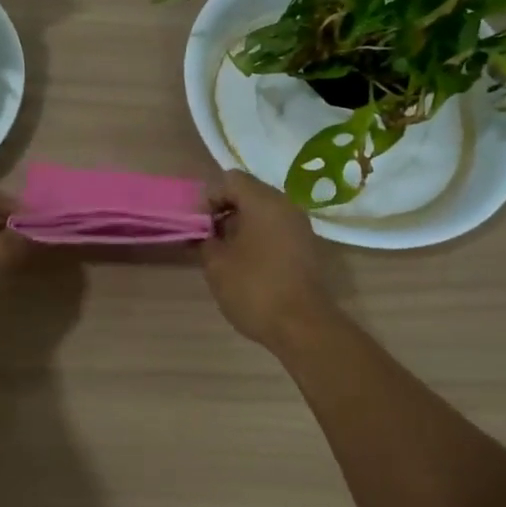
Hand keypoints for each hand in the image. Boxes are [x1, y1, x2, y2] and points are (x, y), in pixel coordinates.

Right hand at [201, 170, 335, 349]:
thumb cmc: (254, 288)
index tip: (199, 225)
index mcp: (264, 201)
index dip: (209, 198)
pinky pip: (276, 230)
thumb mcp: (216, 264)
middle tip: (207, 238)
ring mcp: (300, 227)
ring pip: (263, 213)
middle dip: (224, 212)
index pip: (231, 180)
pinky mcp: (306, 248)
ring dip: (240, 227)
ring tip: (223, 254)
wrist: (303, 326)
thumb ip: (205, 240)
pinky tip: (245, 264)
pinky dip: (258, 239)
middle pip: (249, 194)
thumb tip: (204, 233)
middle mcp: (286, 206)